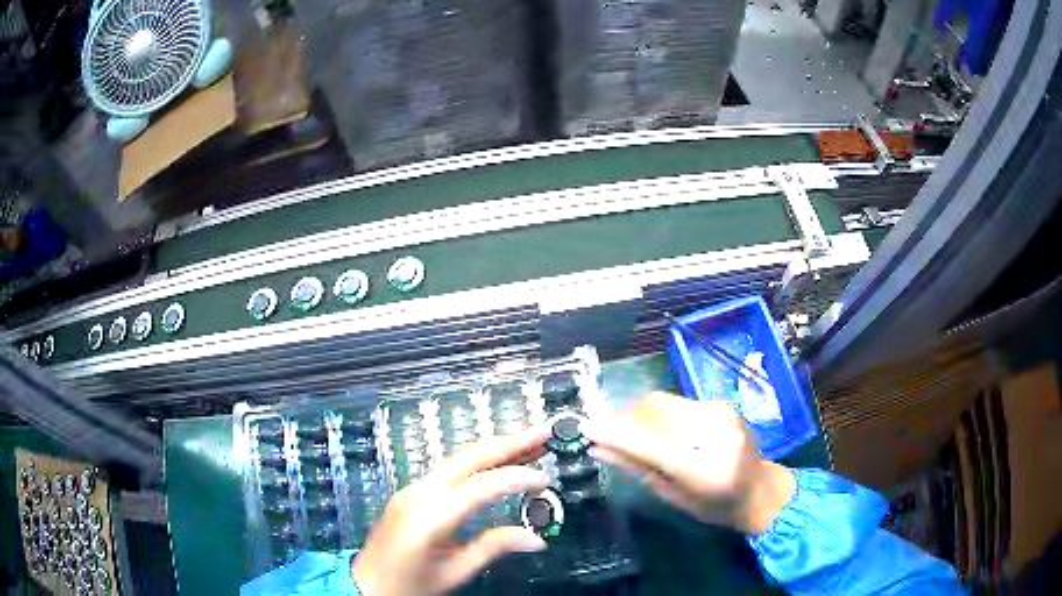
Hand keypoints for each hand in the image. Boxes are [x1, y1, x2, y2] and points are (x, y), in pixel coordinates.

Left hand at [352, 427, 551, 595]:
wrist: (366, 584)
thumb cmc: (409, 585)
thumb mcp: (455, 572)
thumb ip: (494, 548)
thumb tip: (536, 538)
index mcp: (431, 516)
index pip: (482, 486)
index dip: (518, 478)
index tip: (546, 480)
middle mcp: (420, 492)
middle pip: (469, 456)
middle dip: (510, 442)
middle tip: (545, 432)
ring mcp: (412, 488)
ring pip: (459, 457)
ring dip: (495, 448)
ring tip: (530, 441)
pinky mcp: (411, 492)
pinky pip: (449, 468)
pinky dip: (479, 461)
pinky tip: (498, 462)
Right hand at [583, 392, 795, 534]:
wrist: (761, 490)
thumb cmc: (716, 506)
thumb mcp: (675, 496)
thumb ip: (638, 470)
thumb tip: (599, 449)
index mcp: (704, 468)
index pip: (651, 443)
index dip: (615, 433)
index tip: (586, 428)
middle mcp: (716, 431)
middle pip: (655, 409)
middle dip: (624, 418)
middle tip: (606, 433)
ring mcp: (721, 411)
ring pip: (664, 401)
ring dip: (639, 414)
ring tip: (630, 433)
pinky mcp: (721, 404)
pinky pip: (677, 402)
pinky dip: (658, 414)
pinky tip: (657, 430)